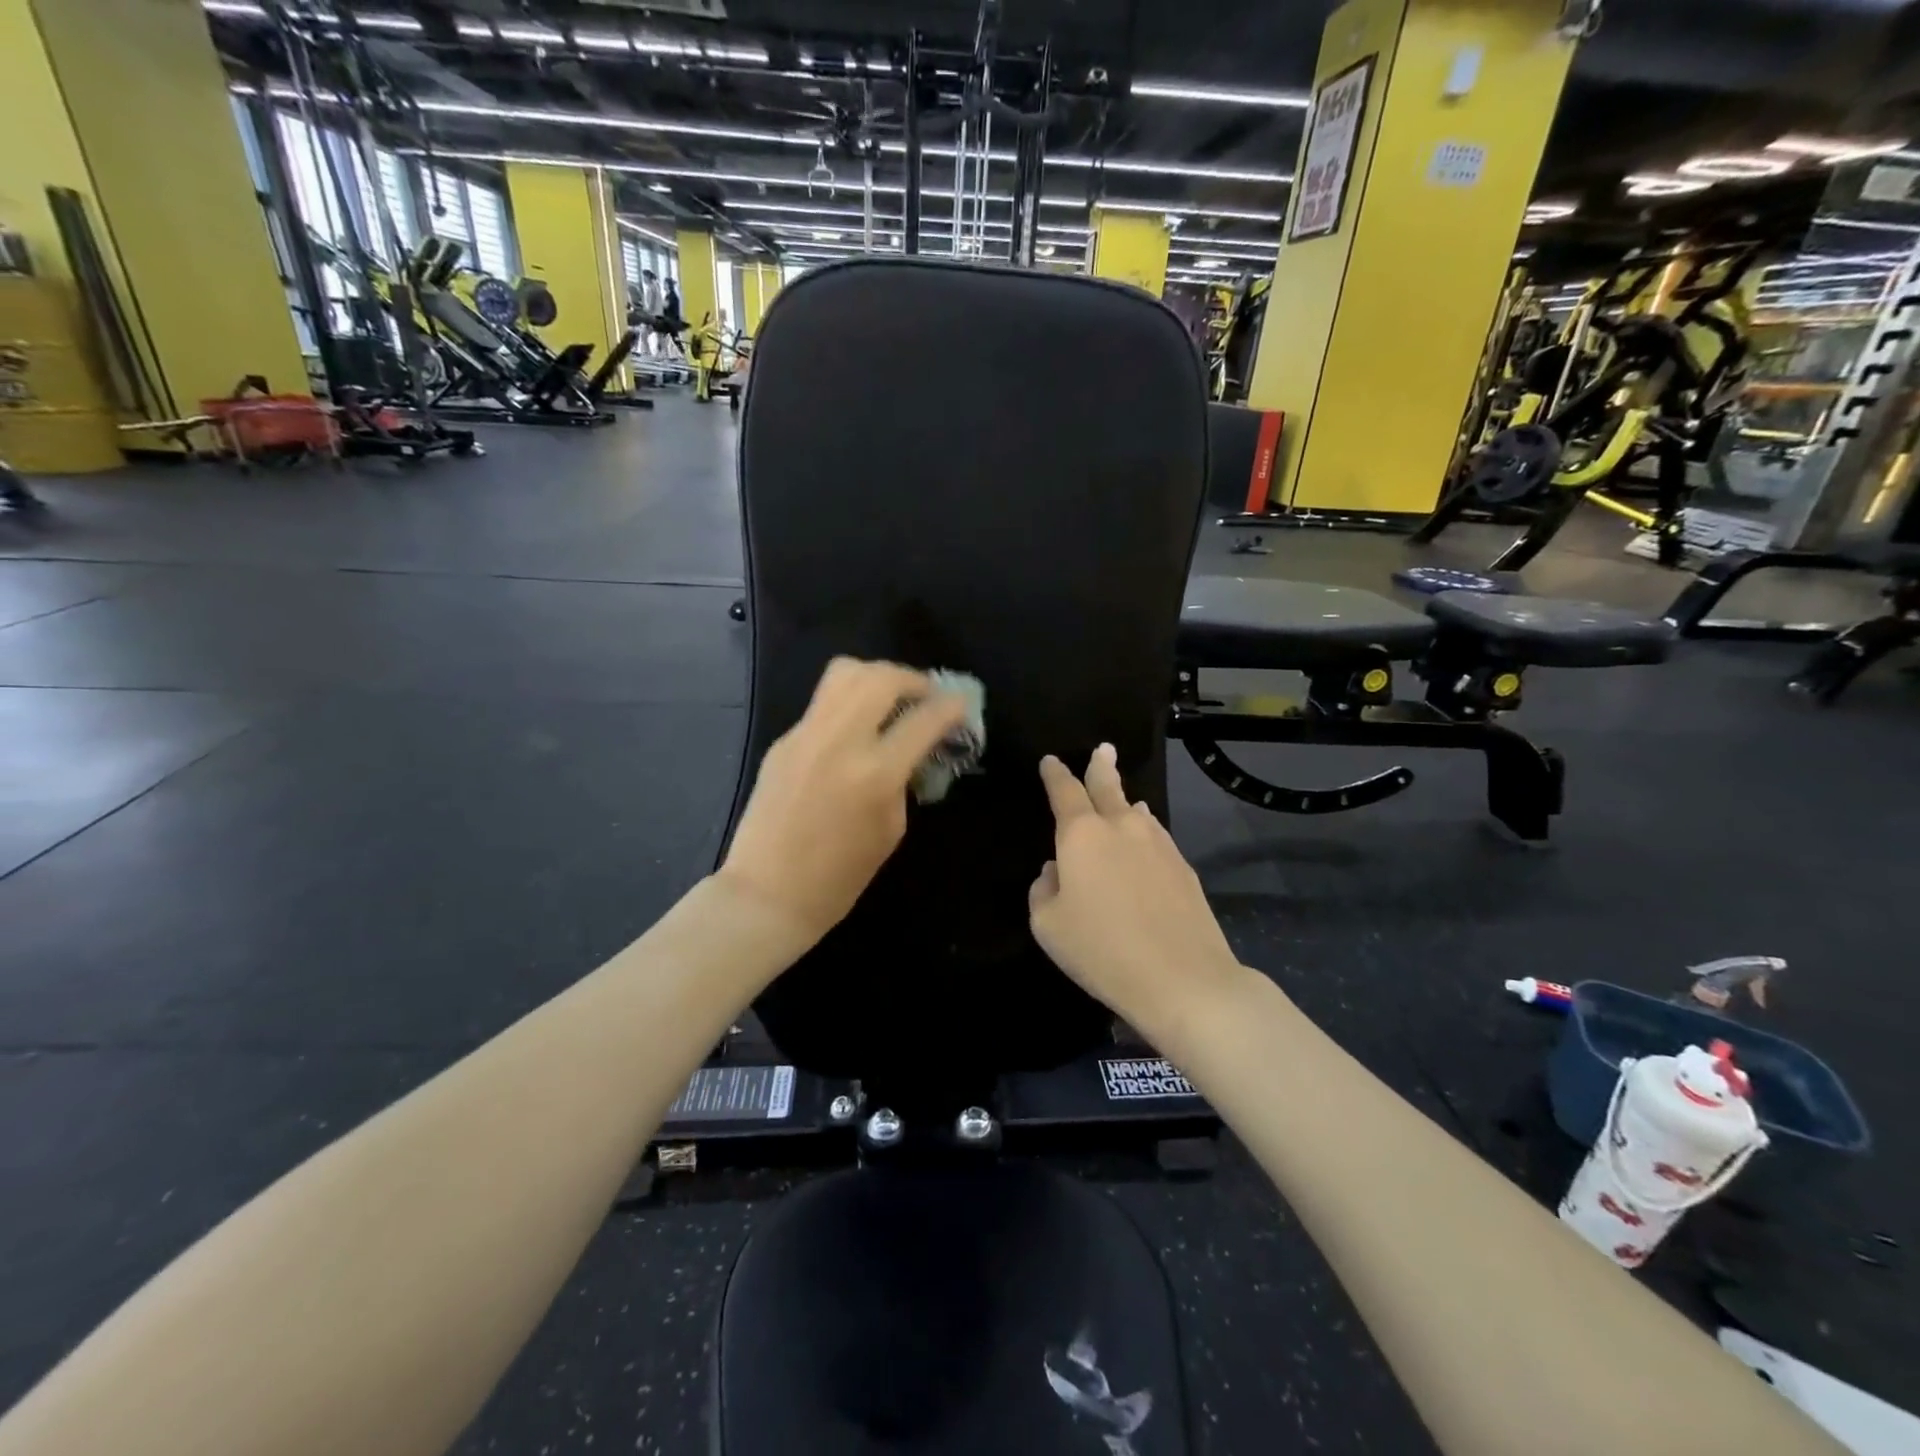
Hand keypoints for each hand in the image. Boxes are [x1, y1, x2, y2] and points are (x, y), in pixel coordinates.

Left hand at [719, 657, 968, 941]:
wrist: (767, 893)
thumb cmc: (840, 877)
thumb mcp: (891, 829)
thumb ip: (903, 779)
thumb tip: (910, 749)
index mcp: (875, 773)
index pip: (923, 720)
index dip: (950, 707)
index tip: (961, 704)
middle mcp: (840, 741)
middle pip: (881, 678)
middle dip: (912, 678)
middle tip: (925, 695)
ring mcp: (806, 735)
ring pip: (845, 673)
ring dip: (877, 676)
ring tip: (891, 697)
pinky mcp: (784, 740)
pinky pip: (823, 704)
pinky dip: (849, 703)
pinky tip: (856, 729)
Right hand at [1029, 745, 1245, 1036]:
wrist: (1183, 979)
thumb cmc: (1102, 951)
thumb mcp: (1048, 926)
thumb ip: (1043, 890)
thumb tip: (1055, 872)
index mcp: (1081, 835)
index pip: (1064, 791)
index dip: (1055, 774)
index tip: (1050, 761)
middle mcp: (1121, 827)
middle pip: (1108, 786)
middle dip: (1100, 766)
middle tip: (1103, 749)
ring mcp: (1158, 844)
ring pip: (1136, 811)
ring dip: (1126, 801)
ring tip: (1124, 798)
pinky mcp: (1183, 867)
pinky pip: (1155, 836)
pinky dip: (1144, 830)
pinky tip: (1144, 838)